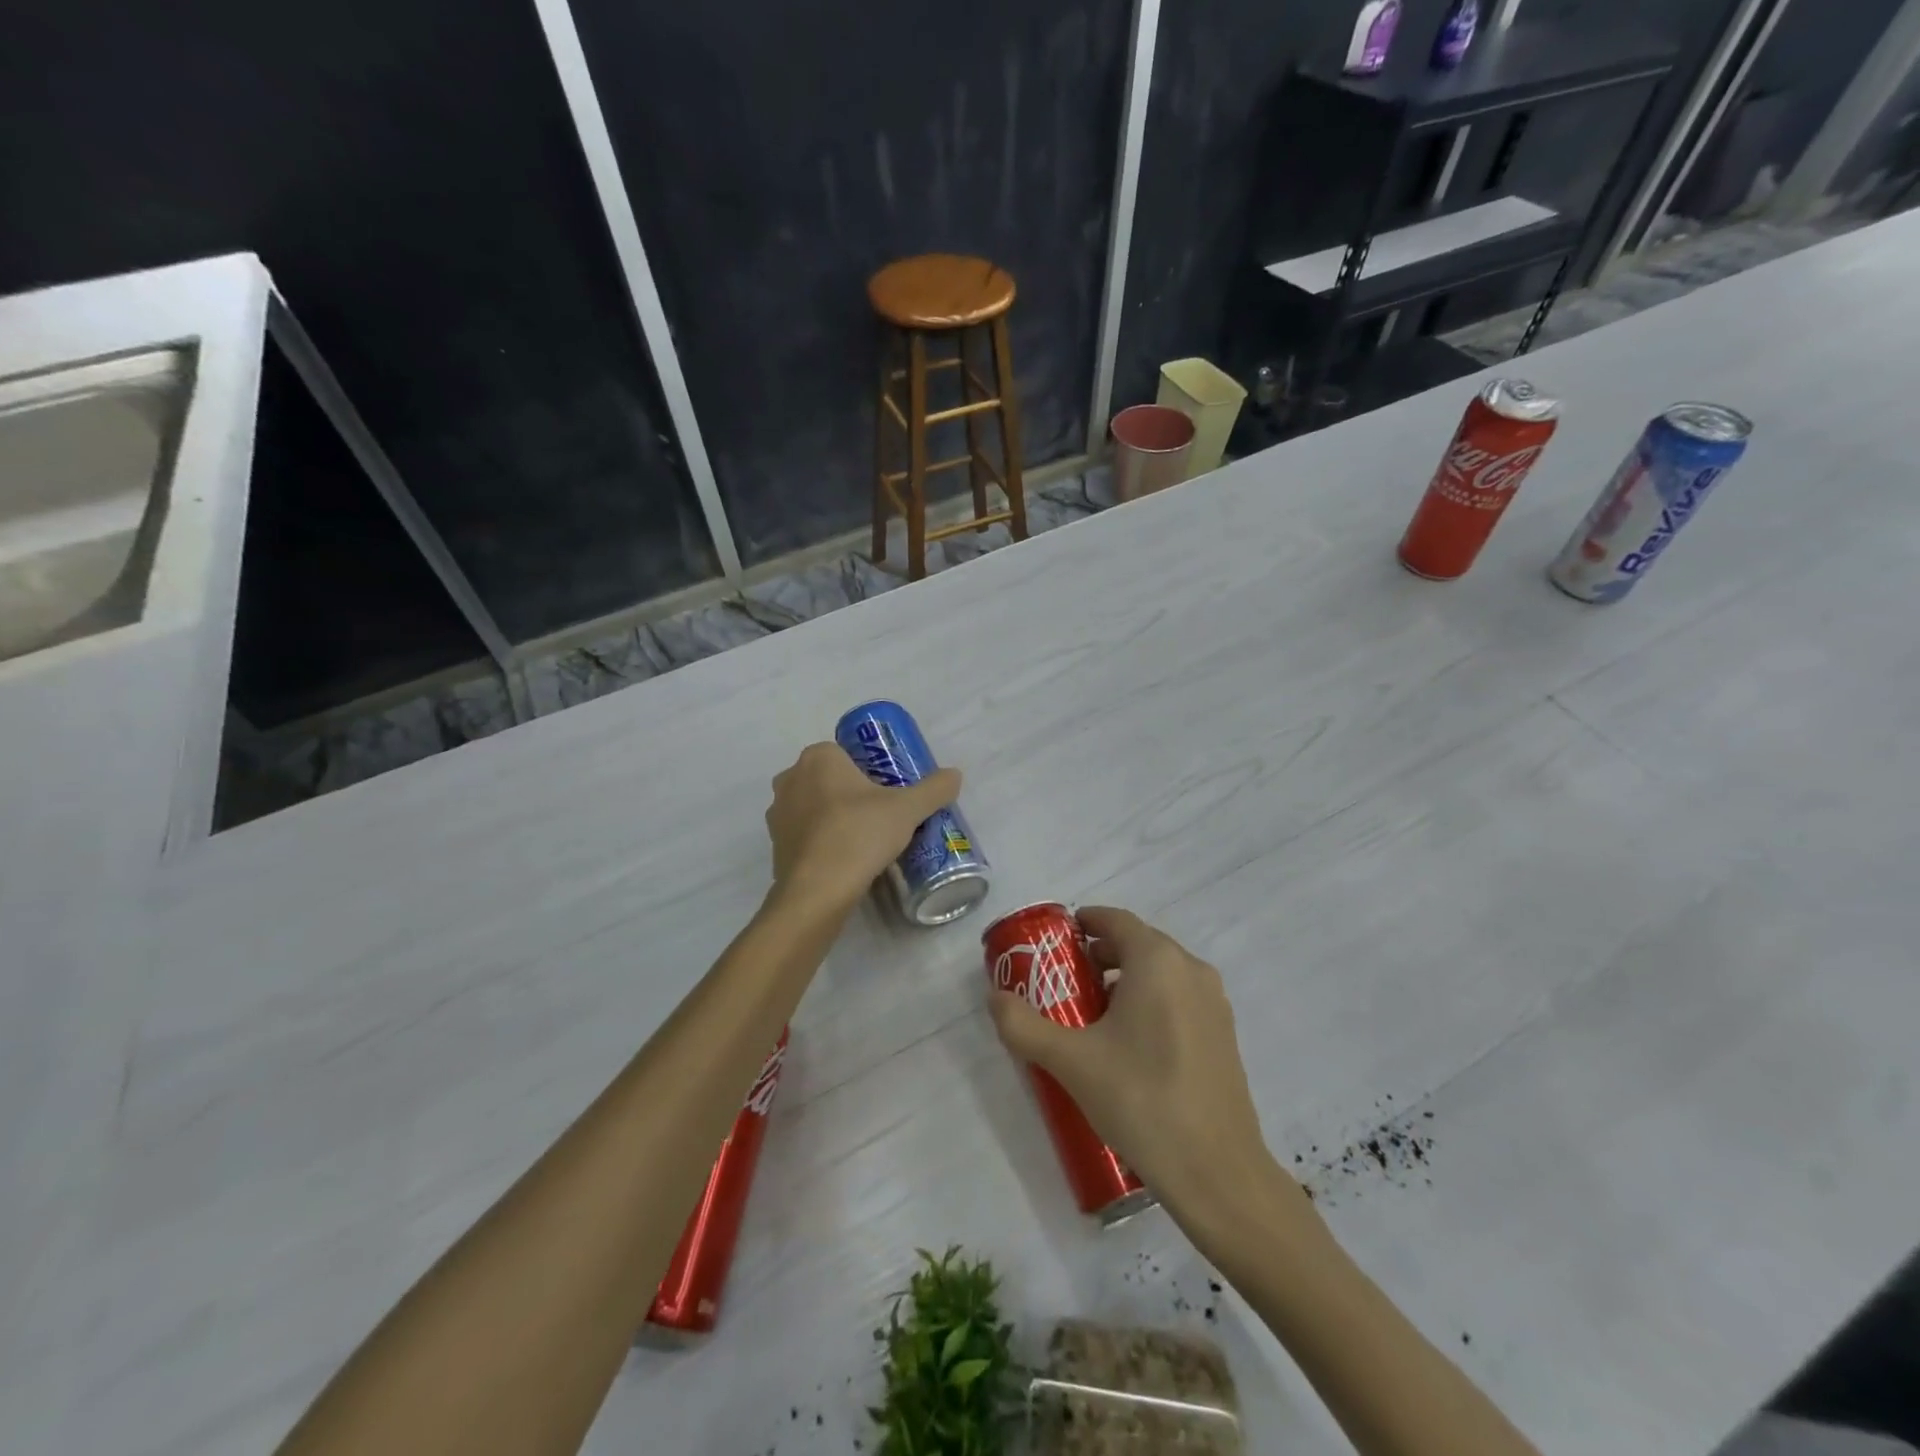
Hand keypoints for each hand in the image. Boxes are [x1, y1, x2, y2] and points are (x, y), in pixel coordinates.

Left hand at [765, 742, 961, 912]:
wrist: (819, 891)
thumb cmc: (860, 834)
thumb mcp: (908, 810)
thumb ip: (934, 789)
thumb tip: (955, 775)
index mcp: (818, 758)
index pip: (846, 753)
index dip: (869, 770)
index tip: (889, 792)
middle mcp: (790, 778)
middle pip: (829, 779)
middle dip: (852, 793)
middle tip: (881, 815)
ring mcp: (777, 813)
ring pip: (814, 806)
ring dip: (834, 816)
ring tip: (864, 839)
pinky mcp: (774, 845)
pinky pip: (804, 834)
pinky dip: (821, 841)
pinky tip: (844, 859)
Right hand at [987, 906, 1307, 1234]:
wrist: (1218, 1172)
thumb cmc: (1141, 1100)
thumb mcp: (1071, 1062)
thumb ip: (1024, 1025)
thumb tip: (994, 998)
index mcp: (1158, 961)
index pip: (1115, 920)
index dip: (1084, 923)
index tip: (1056, 942)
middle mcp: (1191, 969)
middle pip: (1138, 943)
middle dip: (1100, 954)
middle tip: (1066, 980)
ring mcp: (1214, 1002)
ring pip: (1161, 972)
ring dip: (1126, 979)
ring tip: (1093, 1014)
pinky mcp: (1224, 1034)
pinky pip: (1180, 998)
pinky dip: (1152, 1001)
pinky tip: (1130, 1044)